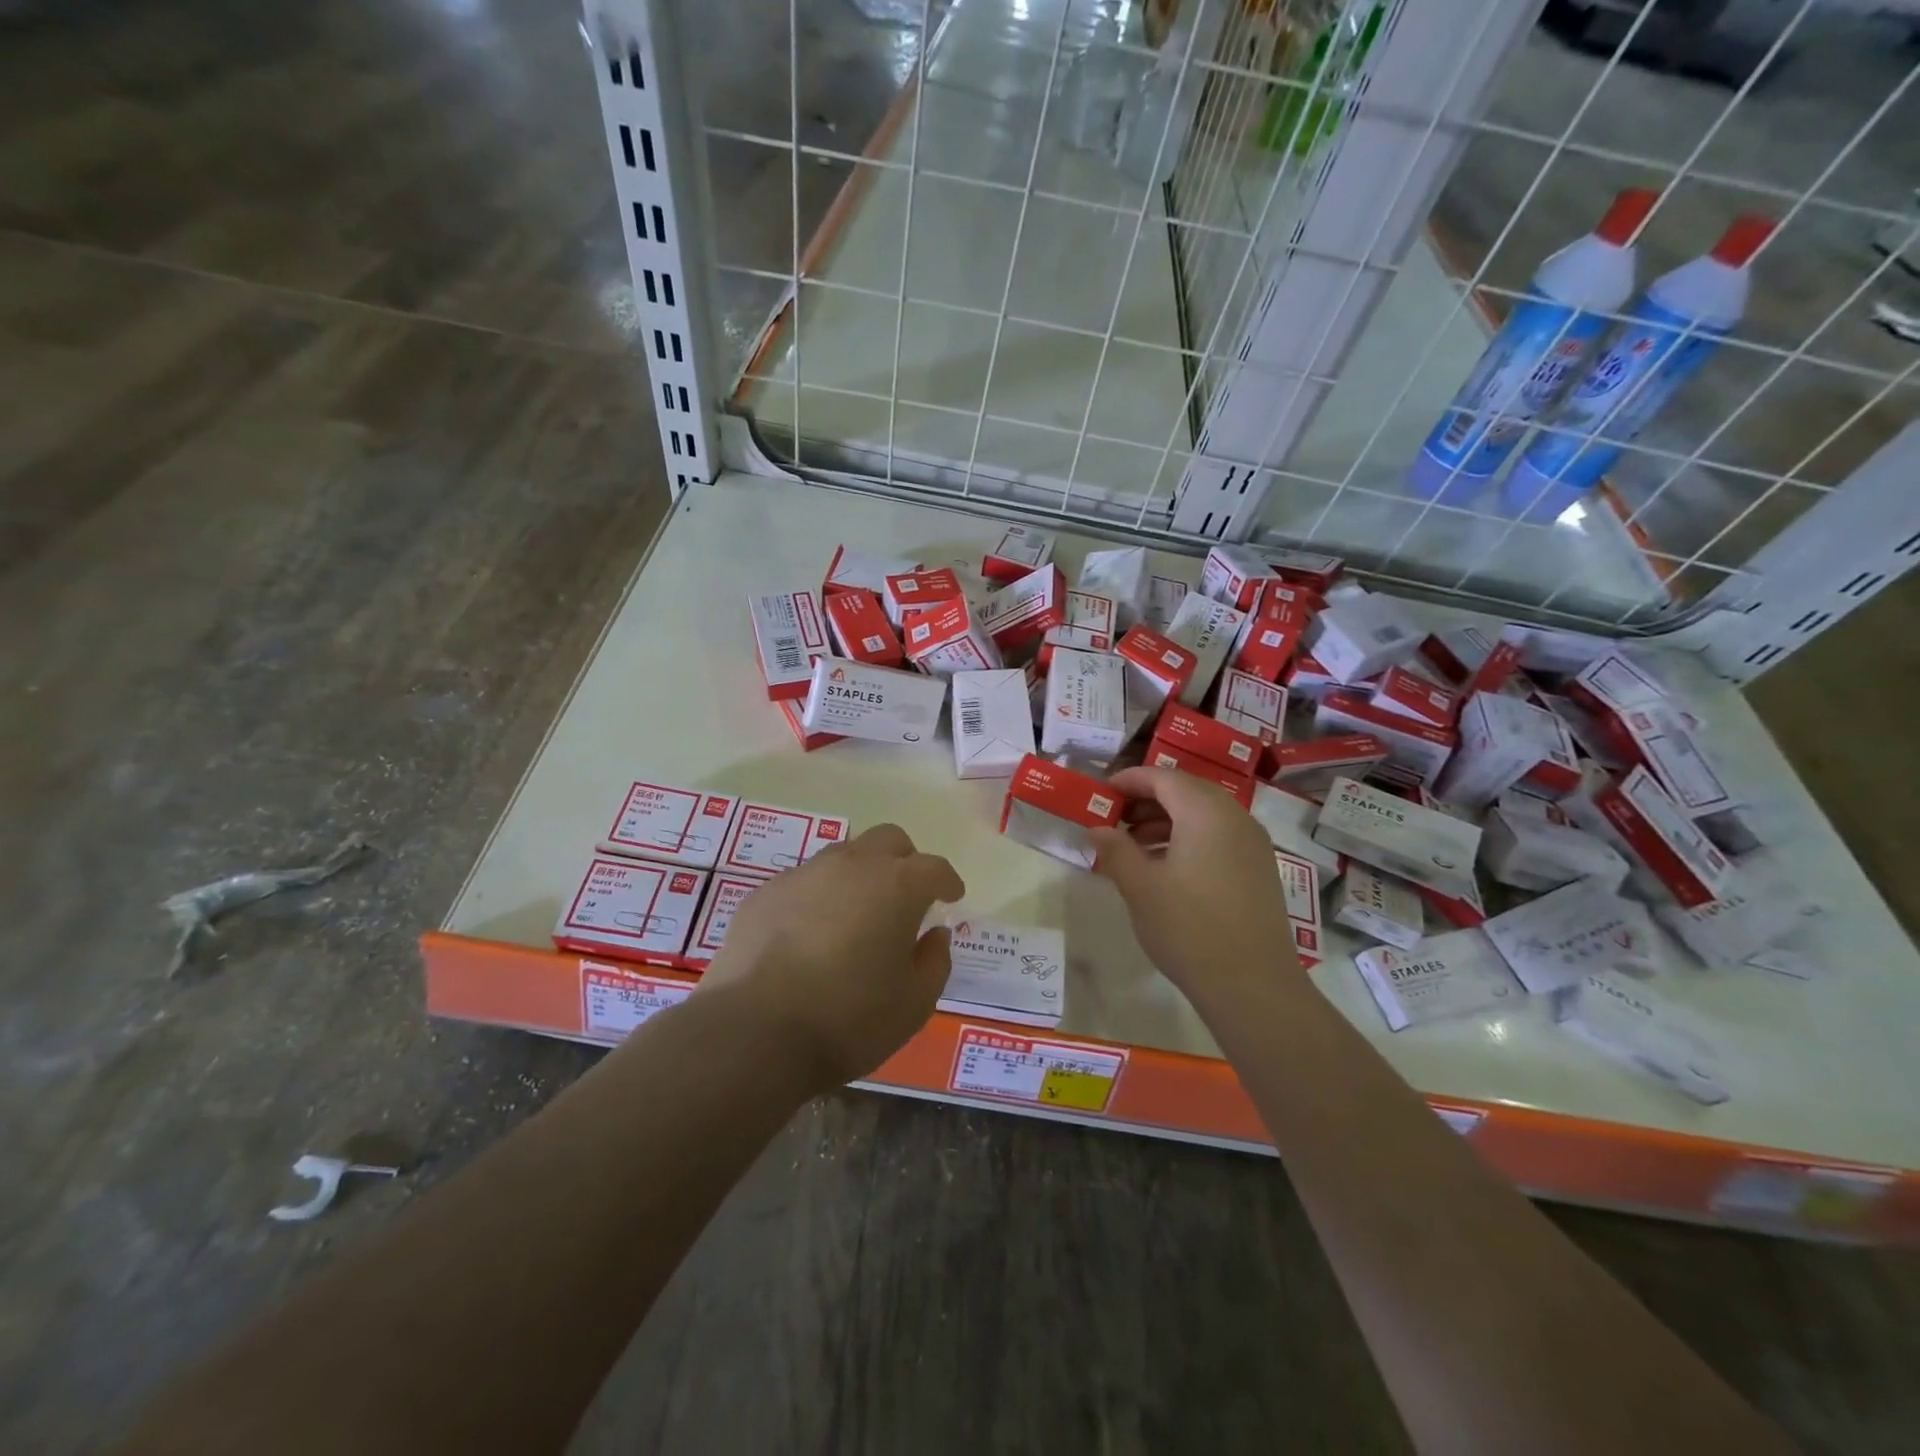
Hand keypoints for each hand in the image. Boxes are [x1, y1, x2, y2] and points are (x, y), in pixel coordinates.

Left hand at [696, 824, 965, 1086]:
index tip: (951, 896)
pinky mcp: (765, 892)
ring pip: (844, 855)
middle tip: (906, 896)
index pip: (934, 867)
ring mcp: (803, 874)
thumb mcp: (914, 1003)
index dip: (947, 881)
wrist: (754, 1033)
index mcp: (896, 885)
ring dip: (860, 875)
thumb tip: (934, 934)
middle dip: (905, 861)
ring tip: (856, 915)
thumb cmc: (849, 1020)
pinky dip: (819, 897)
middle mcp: (851, 865)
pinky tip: (811, 934)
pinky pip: (804, 881)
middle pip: (888, 840)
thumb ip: (934, 961)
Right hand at [1087, 767, 1299, 1003]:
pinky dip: (1189, 837)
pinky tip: (1166, 867)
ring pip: (1204, 814)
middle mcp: (1235, 818)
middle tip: (1116, 817)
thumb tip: (1097, 829)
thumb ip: (1116, 850)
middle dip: (1149, 799)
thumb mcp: (1141, 887)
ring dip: (1167, 820)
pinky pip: (1219, 836)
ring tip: (1134, 844)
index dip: (1131, 780)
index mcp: (1205, 813)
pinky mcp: (1260, 869)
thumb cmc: (1189, 929)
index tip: (1103, 793)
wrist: (1253, 986)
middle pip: (1187, 791)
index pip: (1164, 778)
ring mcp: (1253, 844)